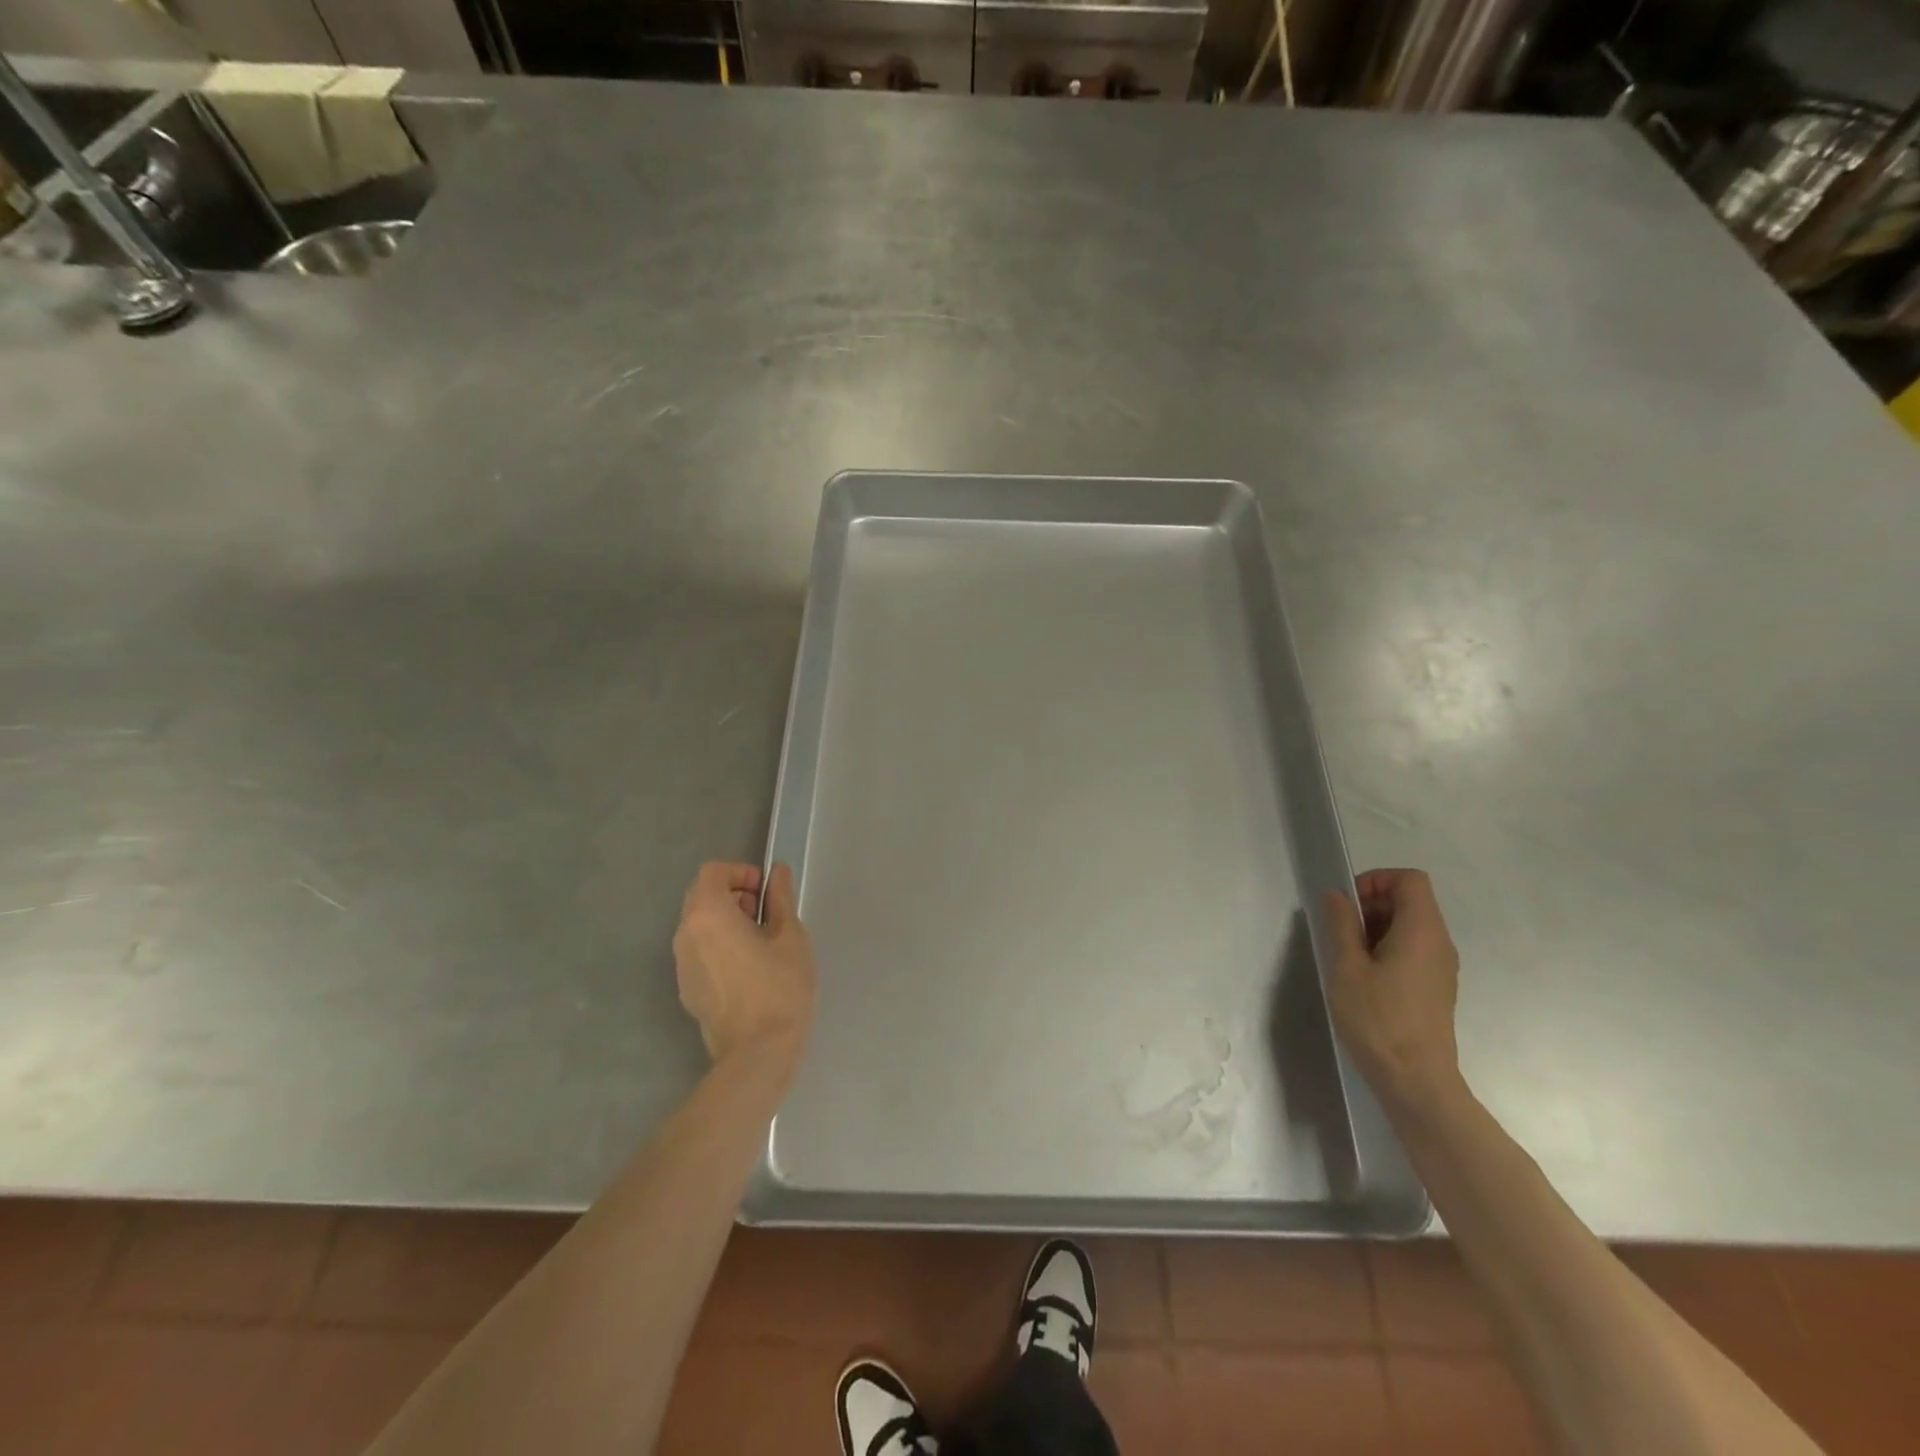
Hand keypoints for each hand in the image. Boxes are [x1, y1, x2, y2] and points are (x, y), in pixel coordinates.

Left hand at [672, 861, 817, 1065]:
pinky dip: (719, 944)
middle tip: (766, 914)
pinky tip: (747, 968)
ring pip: (699, 924)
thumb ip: (780, 898)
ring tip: (760, 941)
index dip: (740, 872)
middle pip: (702, 896)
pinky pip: (699, 950)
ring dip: (726, 919)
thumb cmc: (779, 988)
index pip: (712, 872)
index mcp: (708, 915)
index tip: (765, 891)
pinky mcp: (686, 988)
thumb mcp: (790, 937)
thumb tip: (776, 873)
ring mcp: (681, 964)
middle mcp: (685, 934)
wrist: (757, 1053)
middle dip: (734, 894)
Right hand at [1323, 869, 1463, 1108]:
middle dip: (1371, 905)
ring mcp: (1440, 968)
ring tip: (1348, 958)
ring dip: (1375, 929)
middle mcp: (1439, 943)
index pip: (1409, 879)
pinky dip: (1386, 950)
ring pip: (1409, 927)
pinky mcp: (1435, 988)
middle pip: (1410, 900)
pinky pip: (1412, 951)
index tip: (1347, 906)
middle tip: (1340, 933)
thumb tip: (1338, 896)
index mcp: (1422, 931)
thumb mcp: (1346, 967)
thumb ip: (1341, 925)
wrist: (1417, 1082)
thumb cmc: (1378, 1020)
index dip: (1375, 881)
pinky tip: (1364, 979)